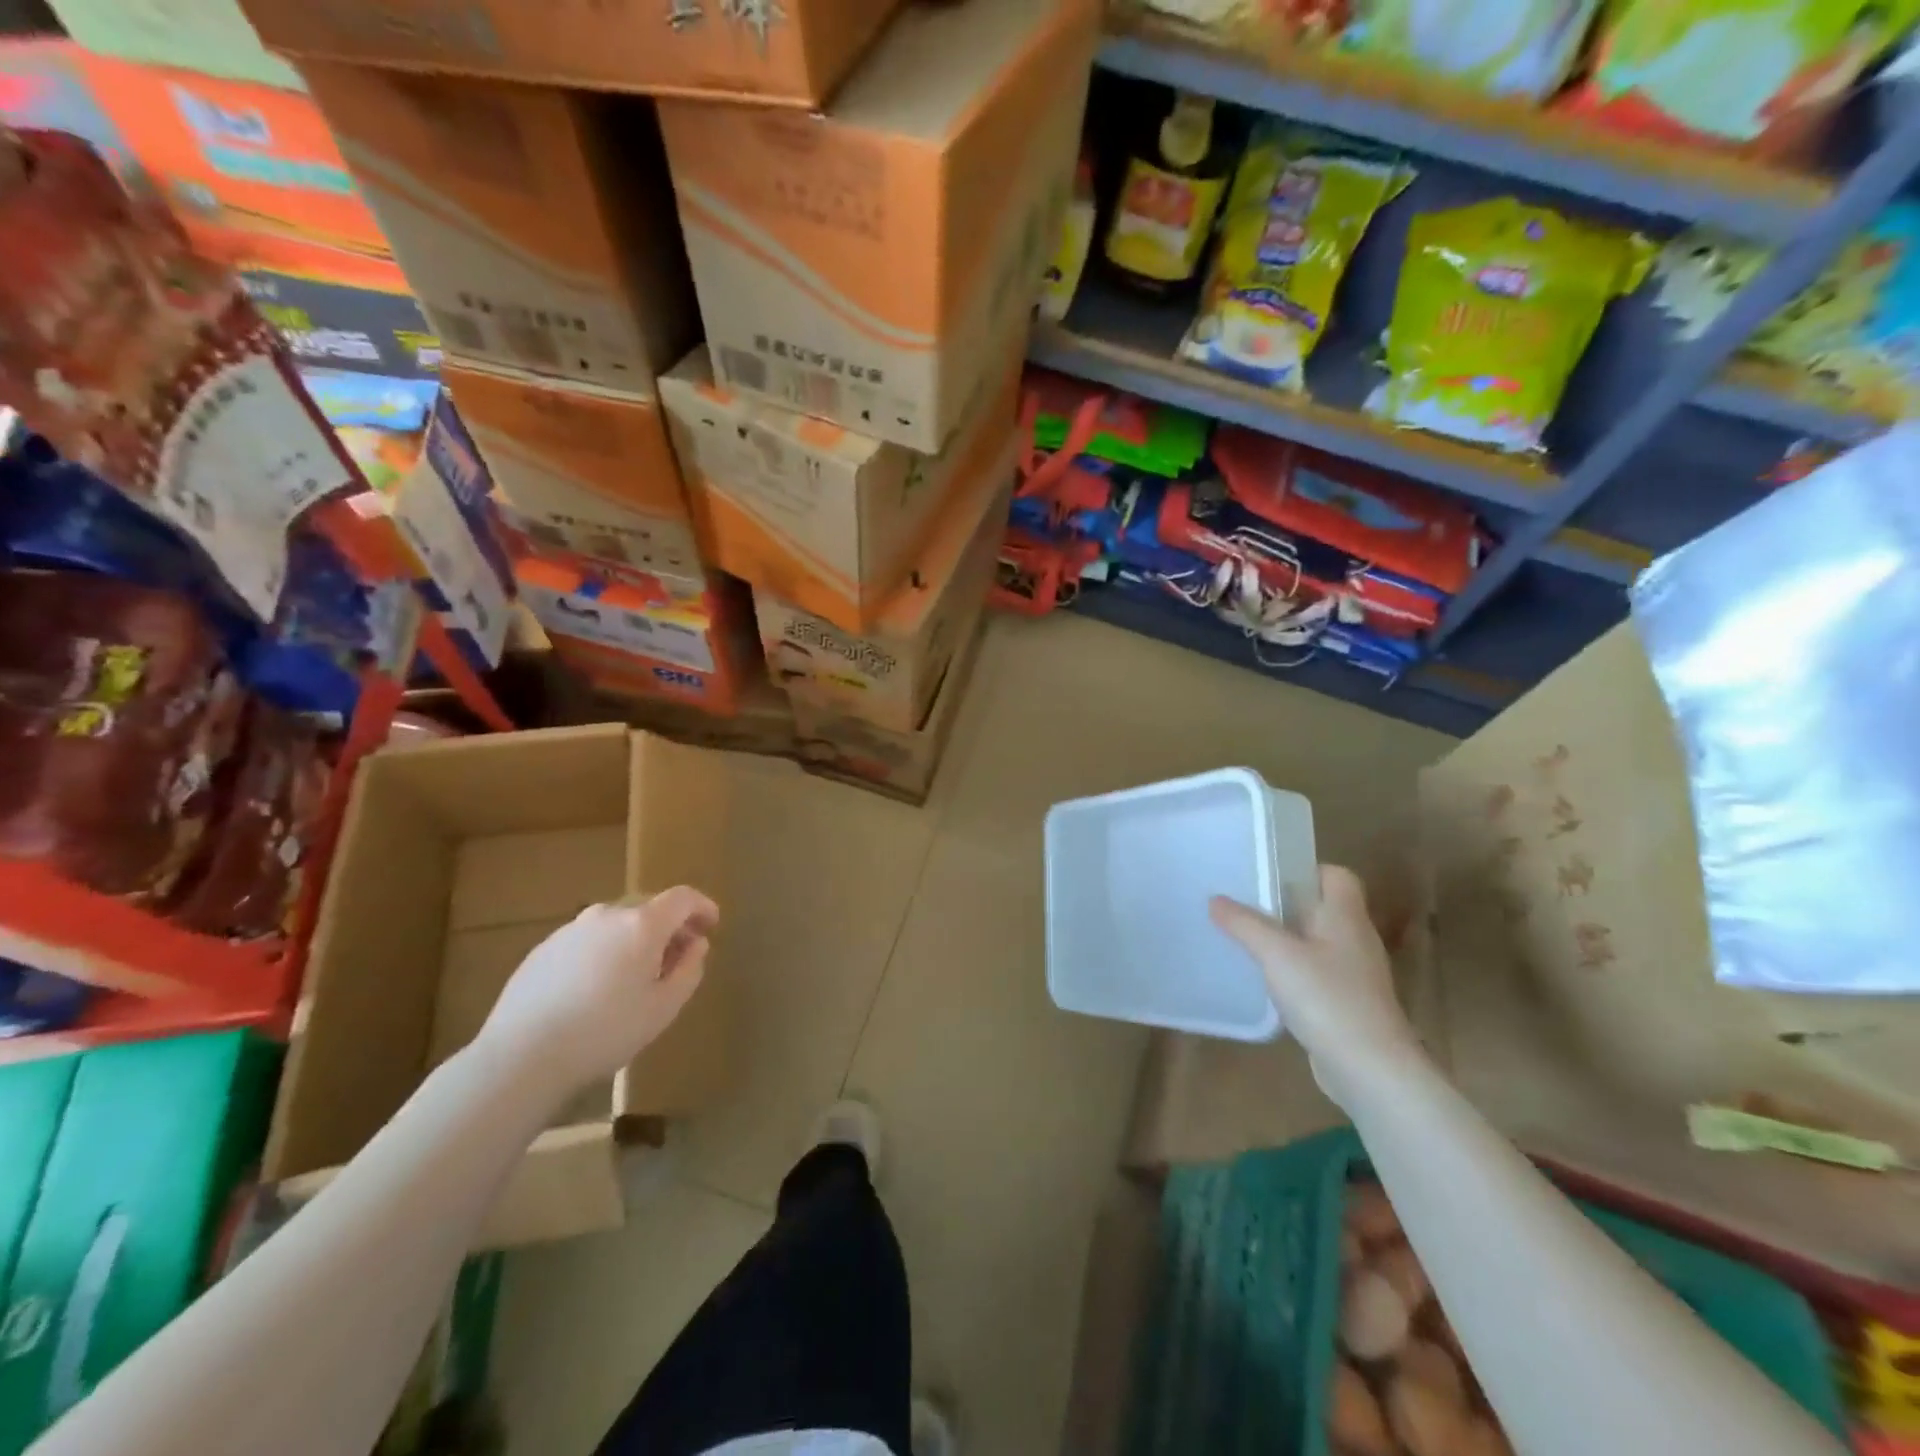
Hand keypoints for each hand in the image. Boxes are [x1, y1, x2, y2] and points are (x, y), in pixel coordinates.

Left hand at [477, 887, 717, 1100]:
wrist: (521, 1057)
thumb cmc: (606, 1032)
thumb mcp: (664, 1007)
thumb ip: (689, 969)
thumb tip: (696, 945)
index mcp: (642, 924)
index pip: (682, 898)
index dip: (702, 907)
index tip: (711, 926)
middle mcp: (607, 915)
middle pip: (648, 909)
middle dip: (669, 928)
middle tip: (677, 959)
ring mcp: (571, 930)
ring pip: (616, 925)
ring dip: (635, 941)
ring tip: (636, 978)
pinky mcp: (543, 949)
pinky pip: (588, 941)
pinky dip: (604, 953)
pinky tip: (597, 990)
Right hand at [1210, 865, 1422, 1106]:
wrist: (1370, 1069)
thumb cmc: (1327, 998)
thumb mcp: (1276, 954)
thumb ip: (1244, 924)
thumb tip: (1216, 900)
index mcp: (1345, 917)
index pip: (1337, 876)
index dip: (1307, 870)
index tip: (1269, 877)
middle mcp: (1355, 939)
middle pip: (1323, 908)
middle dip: (1286, 904)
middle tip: (1246, 905)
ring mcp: (1355, 975)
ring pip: (1318, 942)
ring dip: (1288, 939)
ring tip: (1248, 940)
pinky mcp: (1349, 1005)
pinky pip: (1317, 973)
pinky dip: (1294, 971)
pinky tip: (1268, 982)